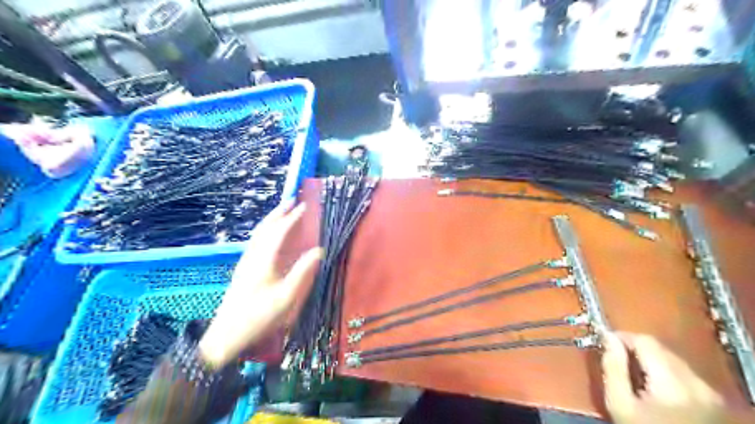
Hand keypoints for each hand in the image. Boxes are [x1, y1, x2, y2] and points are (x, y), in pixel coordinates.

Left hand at [199, 203, 319, 366]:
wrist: (226, 335)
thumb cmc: (259, 317)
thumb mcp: (286, 298)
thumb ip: (302, 272)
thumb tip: (318, 250)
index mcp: (264, 260)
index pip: (280, 231)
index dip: (293, 218)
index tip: (305, 206)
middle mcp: (253, 256)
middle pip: (265, 227)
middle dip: (279, 212)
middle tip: (292, 200)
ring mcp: (246, 262)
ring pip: (259, 233)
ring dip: (271, 219)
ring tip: (283, 211)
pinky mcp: (243, 269)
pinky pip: (256, 241)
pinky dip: (266, 230)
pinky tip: (270, 235)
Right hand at [599, 333, 728, 422]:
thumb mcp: (619, 403)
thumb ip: (613, 367)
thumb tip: (608, 337)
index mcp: (671, 383)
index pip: (646, 342)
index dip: (623, 337)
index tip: (606, 340)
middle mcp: (697, 383)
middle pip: (661, 349)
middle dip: (636, 348)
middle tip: (616, 356)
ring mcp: (709, 392)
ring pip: (674, 359)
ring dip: (651, 359)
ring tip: (634, 372)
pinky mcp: (713, 400)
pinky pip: (684, 373)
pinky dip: (665, 371)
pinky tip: (654, 385)